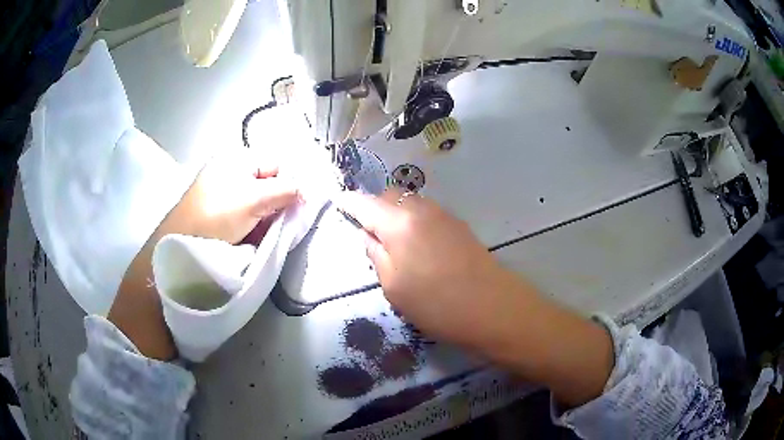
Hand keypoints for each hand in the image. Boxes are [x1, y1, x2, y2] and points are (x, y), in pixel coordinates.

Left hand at [163, 149, 299, 243]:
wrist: (183, 242)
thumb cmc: (218, 213)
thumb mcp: (255, 199)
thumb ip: (286, 191)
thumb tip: (308, 191)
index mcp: (238, 158)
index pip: (277, 165)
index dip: (290, 184)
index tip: (300, 206)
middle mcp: (232, 171)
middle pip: (268, 184)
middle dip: (278, 204)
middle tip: (283, 223)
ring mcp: (225, 192)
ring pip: (258, 201)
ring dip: (267, 217)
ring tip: (267, 233)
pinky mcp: (221, 211)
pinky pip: (246, 214)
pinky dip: (254, 224)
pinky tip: (254, 236)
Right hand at [339, 189, 613, 407]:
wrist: (493, 307)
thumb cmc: (436, 303)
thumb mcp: (393, 287)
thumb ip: (376, 255)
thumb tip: (369, 235)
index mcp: (398, 222)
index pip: (365, 203)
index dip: (349, 202)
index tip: (338, 202)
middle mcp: (420, 209)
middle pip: (389, 196)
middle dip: (374, 207)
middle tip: (368, 232)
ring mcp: (443, 214)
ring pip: (409, 202)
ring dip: (396, 213)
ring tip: (393, 241)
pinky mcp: (458, 225)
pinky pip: (426, 213)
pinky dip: (413, 220)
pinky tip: (417, 244)